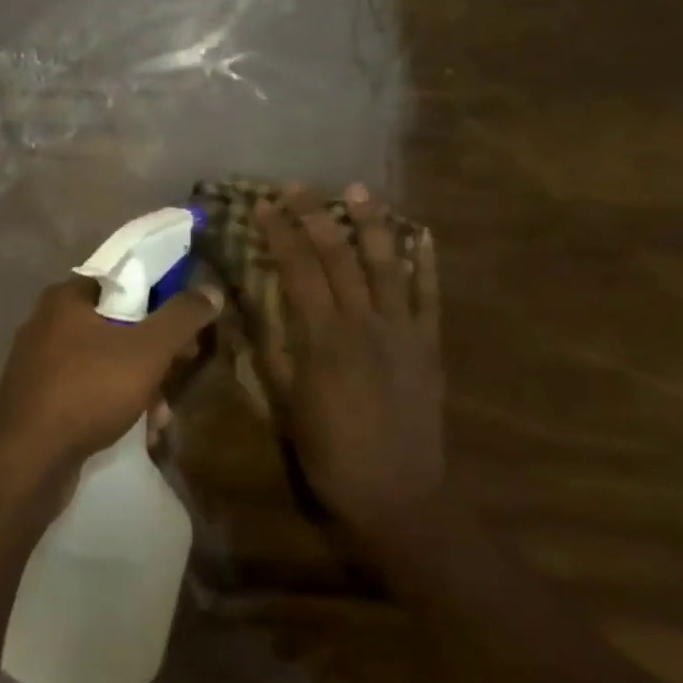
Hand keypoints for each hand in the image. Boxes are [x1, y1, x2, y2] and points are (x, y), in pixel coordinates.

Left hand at [0, 276, 219, 482]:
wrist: (26, 462)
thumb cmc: (87, 390)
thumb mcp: (146, 350)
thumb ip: (181, 317)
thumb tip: (210, 290)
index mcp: (66, 297)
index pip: (122, 279)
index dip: (161, 295)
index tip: (187, 321)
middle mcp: (48, 323)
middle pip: (118, 323)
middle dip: (156, 350)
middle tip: (183, 366)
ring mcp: (40, 363)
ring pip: (106, 361)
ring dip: (141, 384)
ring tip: (162, 414)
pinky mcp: (40, 399)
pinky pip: (89, 390)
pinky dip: (116, 404)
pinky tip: (141, 431)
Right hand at [254, 184, 445, 550]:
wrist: (399, 496)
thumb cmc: (330, 453)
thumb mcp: (285, 404)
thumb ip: (271, 350)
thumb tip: (253, 307)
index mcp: (322, 338)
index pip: (297, 269)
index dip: (280, 233)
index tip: (265, 205)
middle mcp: (363, 323)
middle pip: (338, 256)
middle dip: (316, 215)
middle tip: (298, 186)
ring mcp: (402, 331)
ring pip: (386, 264)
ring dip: (372, 223)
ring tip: (359, 189)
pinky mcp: (429, 346)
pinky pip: (430, 296)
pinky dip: (426, 263)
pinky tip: (421, 234)